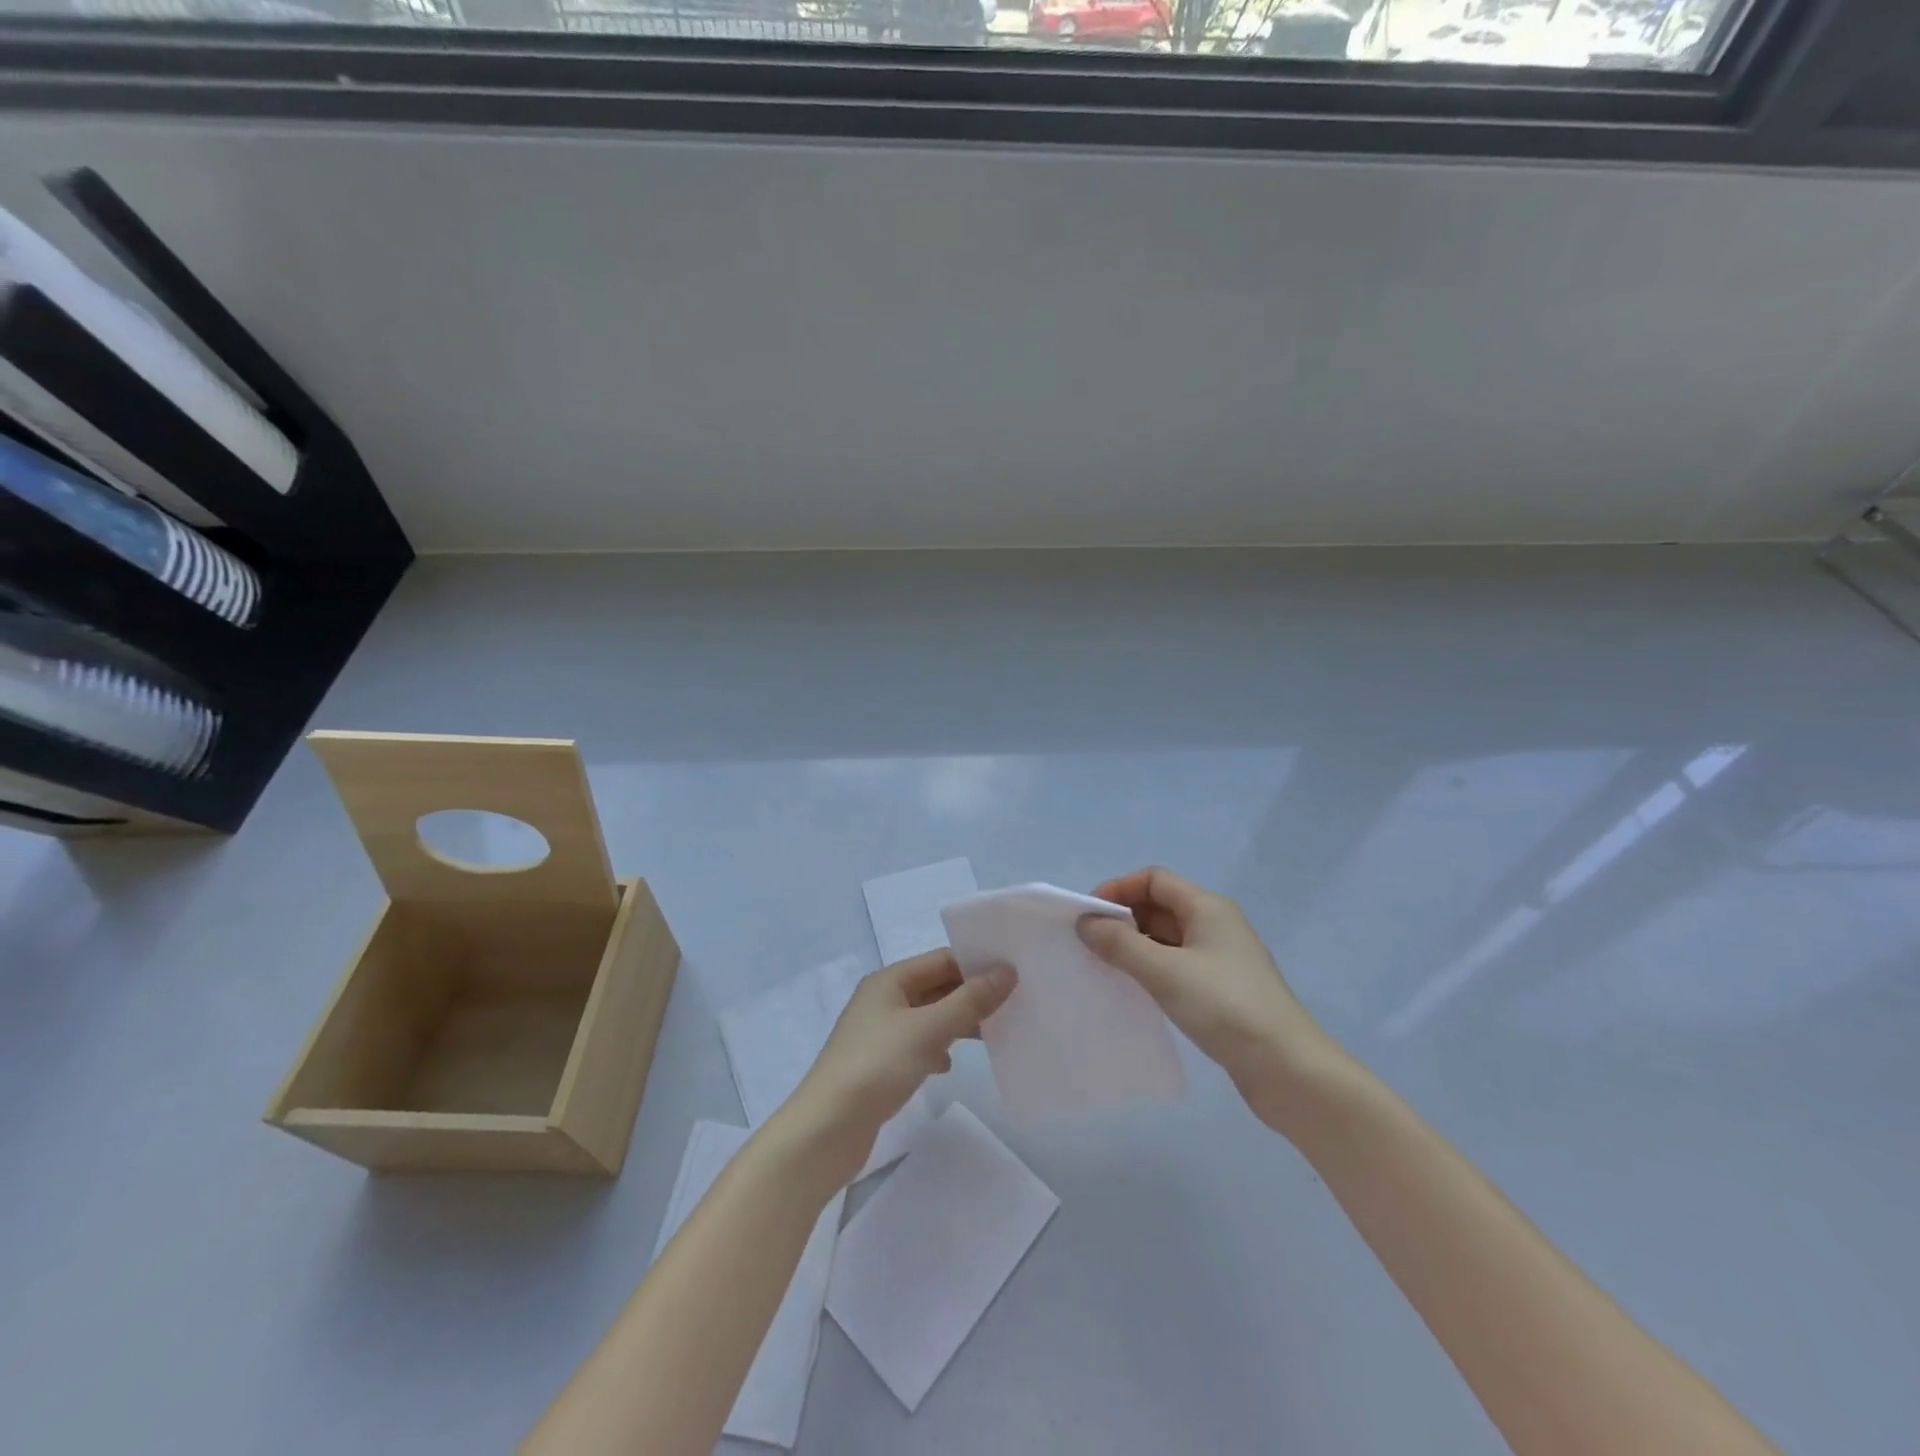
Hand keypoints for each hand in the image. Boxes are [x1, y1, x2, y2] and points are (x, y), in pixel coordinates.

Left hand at [778, 950, 1016, 1187]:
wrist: (825, 1131)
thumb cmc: (876, 1067)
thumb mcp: (928, 1030)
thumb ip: (969, 1001)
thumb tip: (1006, 971)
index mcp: (889, 980)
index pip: (942, 959)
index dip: (977, 963)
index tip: (1016, 972)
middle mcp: (883, 999)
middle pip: (936, 987)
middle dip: (971, 994)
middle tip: (1015, 1002)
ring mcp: (879, 1033)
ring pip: (929, 1017)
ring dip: (958, 1022)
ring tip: (995, 1032)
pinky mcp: (879, 1064)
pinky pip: (918, 1045)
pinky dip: (938, 1049)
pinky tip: (950, 1065)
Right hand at [1079, 867, 1334, 1129]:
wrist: (1287, 1068)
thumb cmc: (1225, 1006)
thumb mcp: (1165, 971)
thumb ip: (1120, 944)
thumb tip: (1085, 922)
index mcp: (1208, 907)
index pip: (1154, 879)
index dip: (1118, 888)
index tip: (1088, 914)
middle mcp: (1216, 924)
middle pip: (1160, 906)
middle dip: (1123, 918)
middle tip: (1089, 943)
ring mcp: (1221, 958)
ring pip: (1168, 938)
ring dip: (1135, 945)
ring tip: (1104, 966)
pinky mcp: (1223, 989)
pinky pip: (1178, 965)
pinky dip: (1152, 968)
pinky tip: (1135, 989)